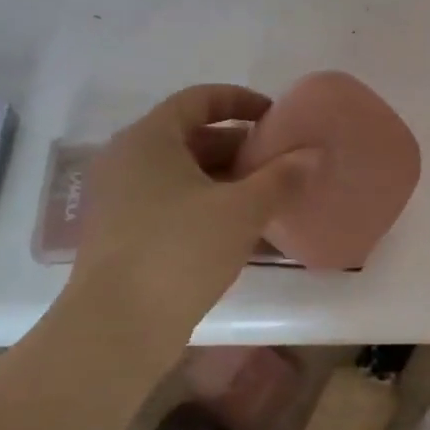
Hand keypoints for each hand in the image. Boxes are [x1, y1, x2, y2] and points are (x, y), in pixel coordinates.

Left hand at [66, 85, 317, 346]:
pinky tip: (241, 228)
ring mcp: (120, 200)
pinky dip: (207, 205)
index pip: (199, 99)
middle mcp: (128, 160)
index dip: (241, 101)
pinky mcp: (122, 235)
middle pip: (191, 136)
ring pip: (183, 174)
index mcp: (149, 139)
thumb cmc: (179, 251)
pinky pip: (172, 203)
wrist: (115, 329)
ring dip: (226, 179)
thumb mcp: (242, 210)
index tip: (275, 117)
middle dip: (239, 146)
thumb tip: (313, 153)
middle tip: (279, 160)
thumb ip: (281, 177)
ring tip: (268, 195)